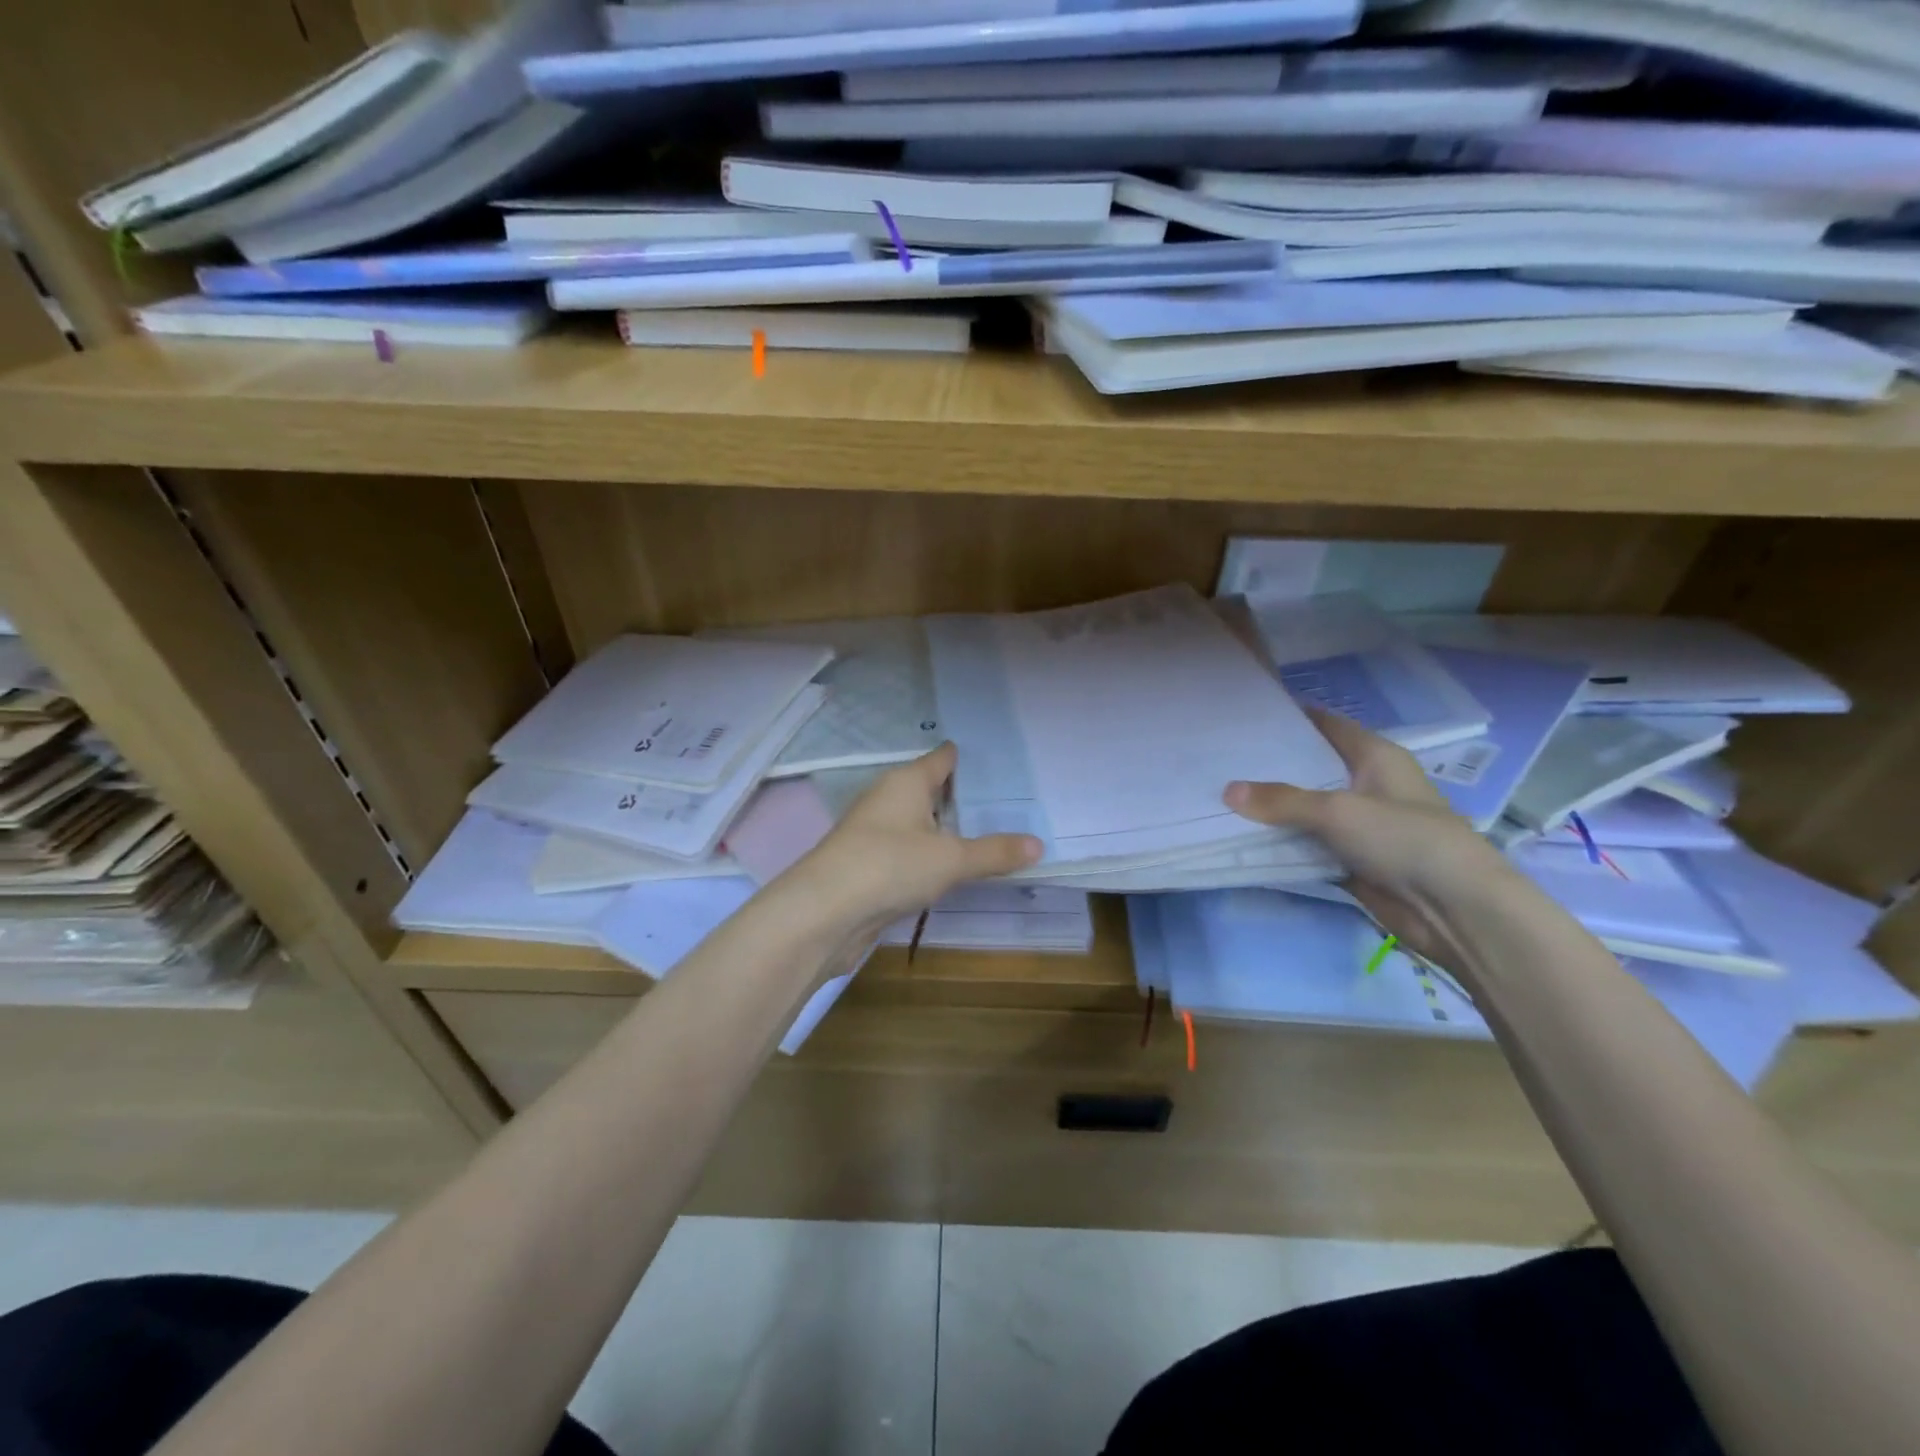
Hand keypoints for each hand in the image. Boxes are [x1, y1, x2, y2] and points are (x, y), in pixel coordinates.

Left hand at [785, 744, 1041, 937]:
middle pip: (931, 790)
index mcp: (907, 781)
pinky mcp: (868, 865)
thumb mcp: (951, 859)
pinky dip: (931, 856)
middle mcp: (888, 799)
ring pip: (920, 823)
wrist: (824, 912)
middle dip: (965, 798)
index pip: (942, 758)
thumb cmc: (890, 866)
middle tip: (1011, 805)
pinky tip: (953, 869)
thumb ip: (995, 852)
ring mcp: (874, 832)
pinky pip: (909, 851)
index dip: (969, 759)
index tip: (1003, 764)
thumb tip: (1039, 845)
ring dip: (947, 830)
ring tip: (990, 836)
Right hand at [1224, 708, 1519, 969]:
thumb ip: (1282, 800)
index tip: (1249, 715)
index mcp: (1375, 757)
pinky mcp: (1352, 859)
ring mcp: (1359, 824)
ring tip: (1221, 793)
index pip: (1327, 725)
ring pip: (1306, 809)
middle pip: (1311, 768)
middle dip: (1271, 765)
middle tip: (1223, 757)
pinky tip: (1244, 835)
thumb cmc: (1403, 838)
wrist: (1453, 908)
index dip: (1292, 717)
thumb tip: (1228, 790)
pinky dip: (1283, 842)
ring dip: (1273, 808)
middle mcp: (1366, 784)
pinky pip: (1308, 843)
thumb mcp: (1338, 811)